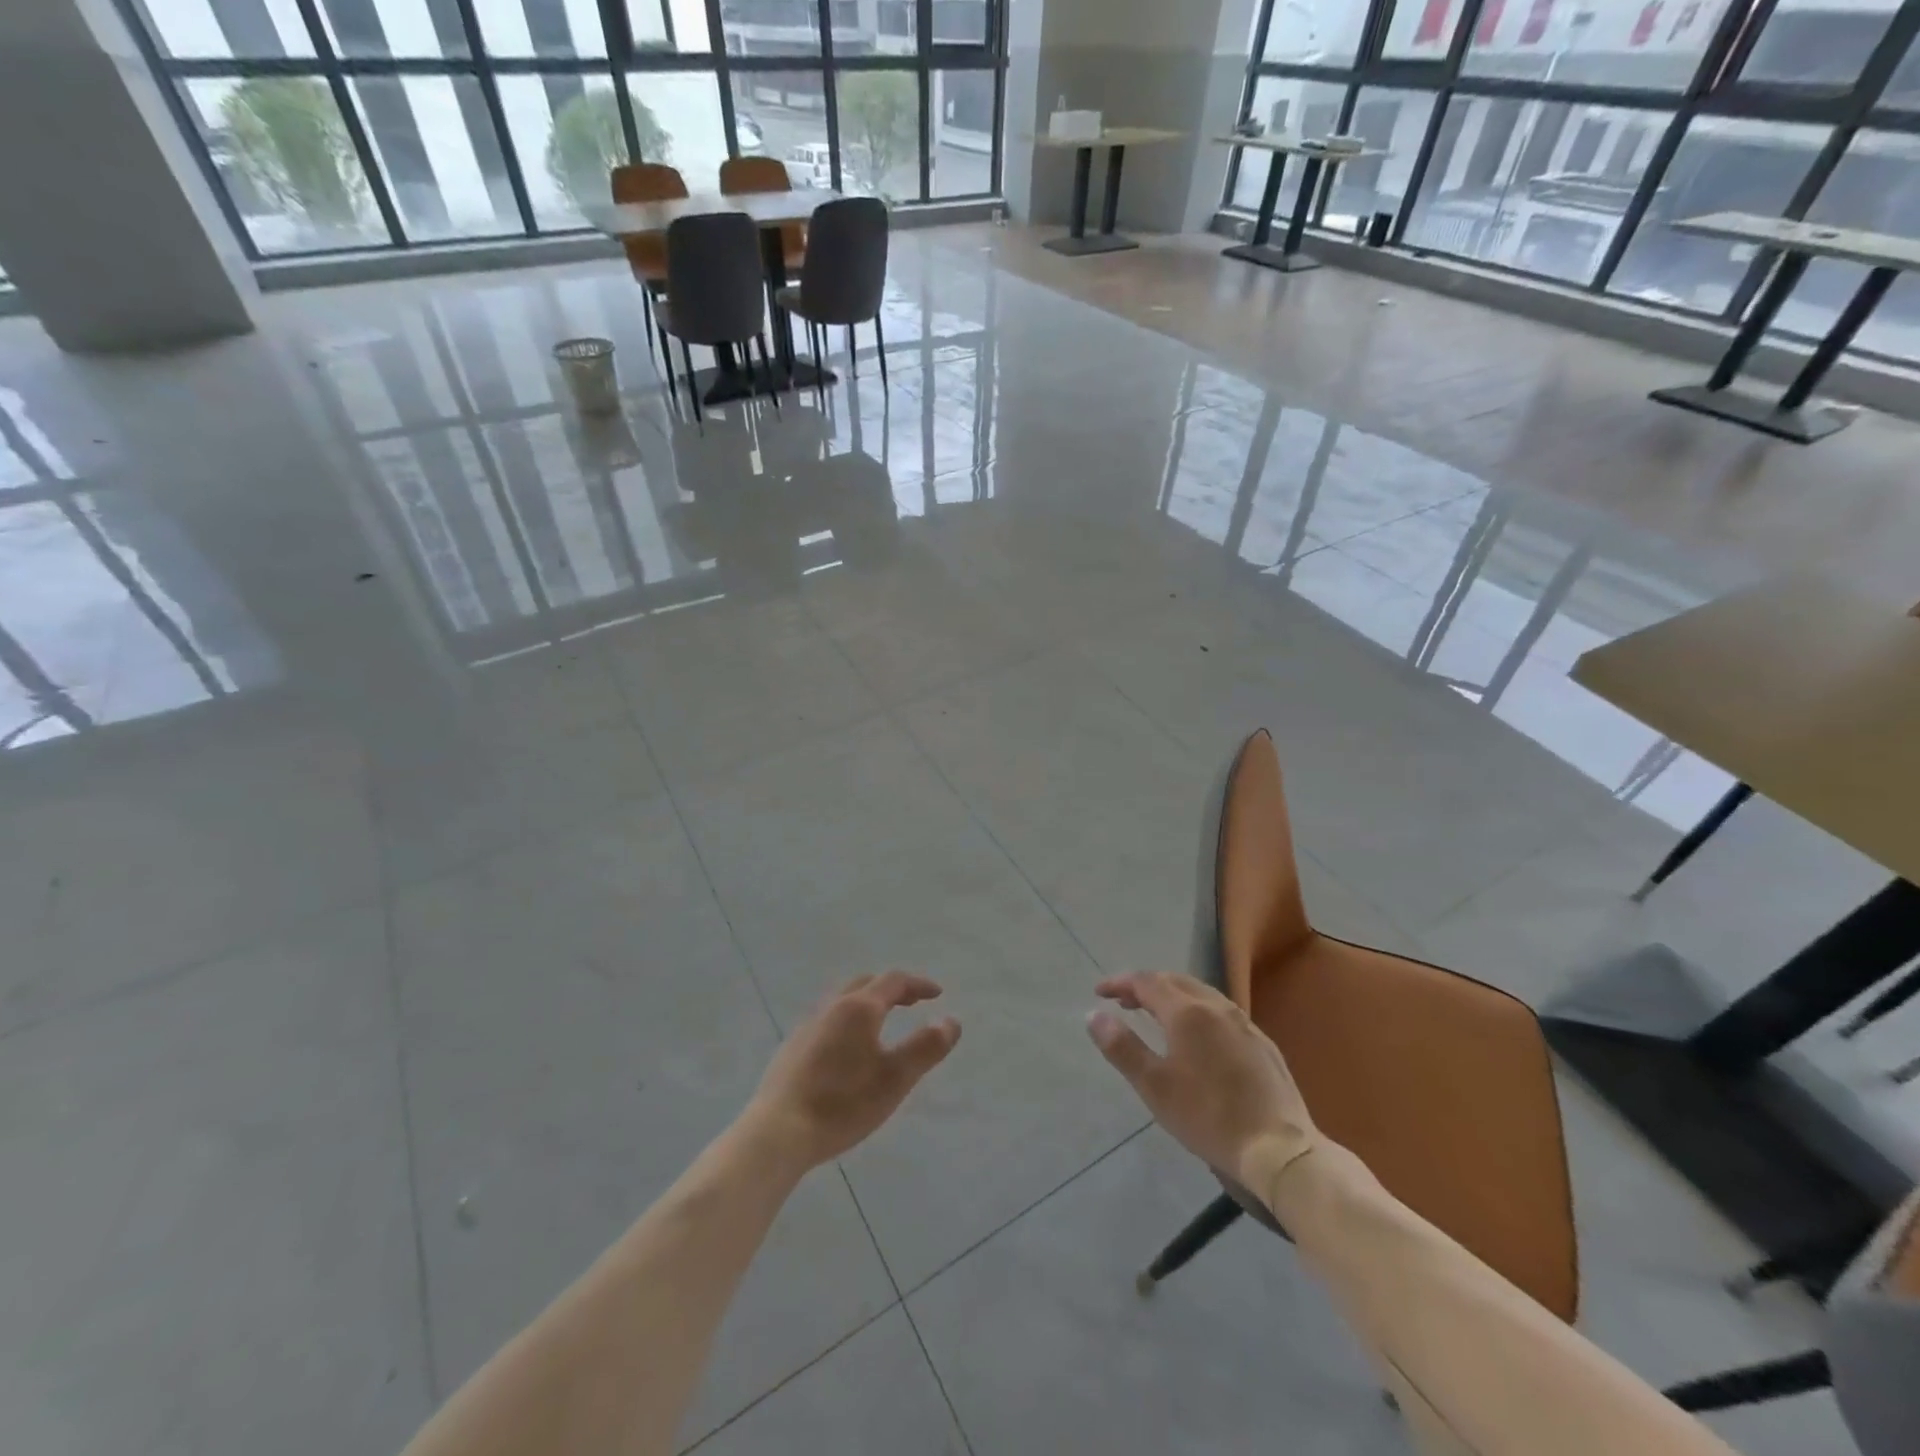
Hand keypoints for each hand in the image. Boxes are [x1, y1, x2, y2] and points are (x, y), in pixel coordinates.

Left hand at [747, 971, 961, 1169]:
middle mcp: (831, 1008)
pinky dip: (849, 1020)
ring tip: (883, 1024)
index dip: (918, 985)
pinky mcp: (792, 1048)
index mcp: (859, 1008)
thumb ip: (926, 1048)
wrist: (778, 1132)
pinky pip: (828, 1020)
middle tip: (912, 1003)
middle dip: (893, 989)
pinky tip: (848, 1049)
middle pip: (866, 984)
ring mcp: (808, 1027)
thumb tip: (952, 1021)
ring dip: (868, 1003)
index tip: (937, 994)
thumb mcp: (895, 1078)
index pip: (893, 981)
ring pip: (843, 1001)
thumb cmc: (843, 1103)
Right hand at [1087, 972, 1319, 1196]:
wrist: (1280, 1151)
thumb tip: (1094, 1015)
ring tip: (1155, 1015)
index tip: (1099, 992)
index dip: (1121, 983)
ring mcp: (1244, 1023)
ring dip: (1172, 996)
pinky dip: (1197, 1010)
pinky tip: (1197, 1037)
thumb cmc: (1208, 1117)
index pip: (1147, 982)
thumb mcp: (1155, 1087)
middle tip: (1124, 1001)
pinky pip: (1222, 1012)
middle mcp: (1217, 1007)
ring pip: (1201, 993)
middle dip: (1146, 985)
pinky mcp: (1262, 1043)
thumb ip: (1122, 1047)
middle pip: (1175, 981)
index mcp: (1188, 1012)